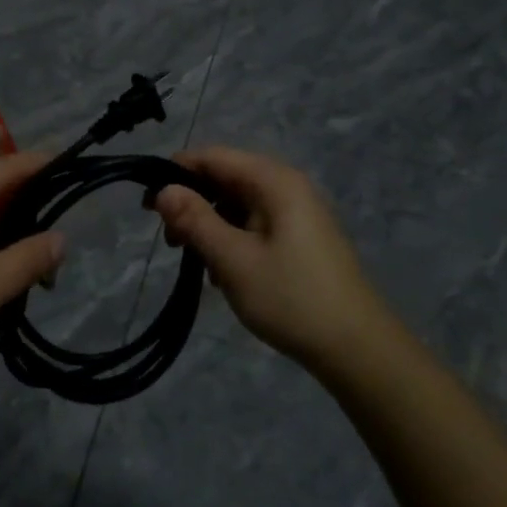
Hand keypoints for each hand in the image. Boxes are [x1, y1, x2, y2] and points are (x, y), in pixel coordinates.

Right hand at [153, 146, 383, 372]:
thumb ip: (195, 220)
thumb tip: (163, 190)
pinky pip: (255, 225)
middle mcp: (288, 186)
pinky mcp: (301, 238)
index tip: (148, 206)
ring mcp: (297, 213)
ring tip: (198, 263)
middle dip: (193, 204)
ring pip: (238, 204)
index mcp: (274, 181)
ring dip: (211, 227)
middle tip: (171, 242)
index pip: (213, 157)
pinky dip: (233, 241)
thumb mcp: (233, 259)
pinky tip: (224, 274)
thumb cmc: (291, 298)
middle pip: (226, 178)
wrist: (358, 349)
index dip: (176, 173)